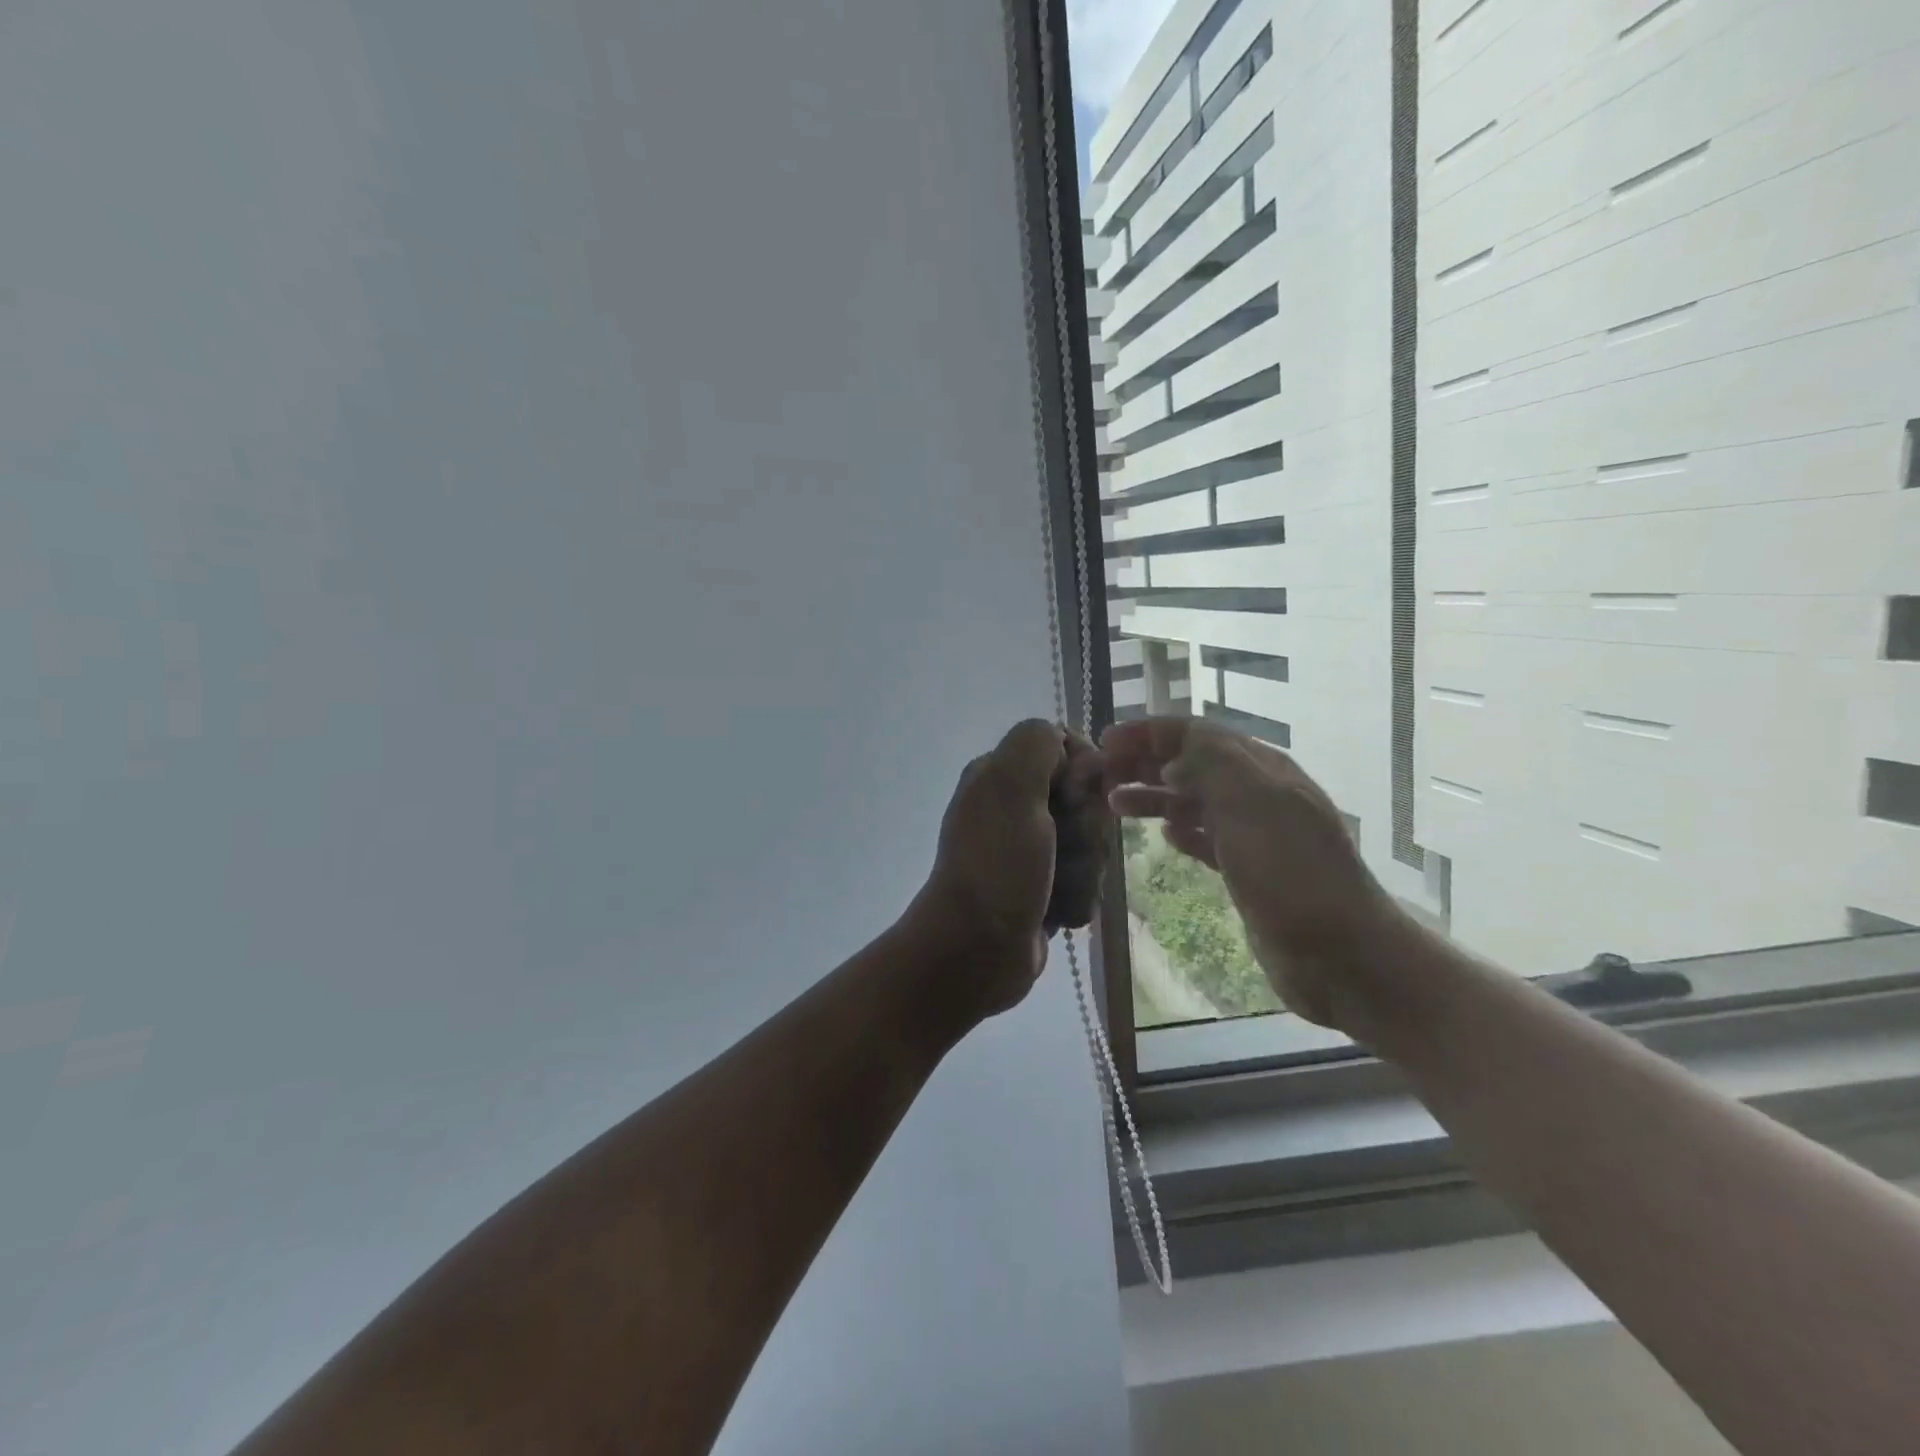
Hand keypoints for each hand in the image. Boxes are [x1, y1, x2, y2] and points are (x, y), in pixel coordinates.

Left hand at [908, 719, 1107, 1022]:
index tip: (1072, 799)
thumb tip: (1068, 744)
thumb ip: (1037, 744)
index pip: (1069, 749)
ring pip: (1091, 842)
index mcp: (1001, 774)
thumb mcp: (1011, 788)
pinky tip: (1058, 912)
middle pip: (1086, 799)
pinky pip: (1085, 878)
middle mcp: (1014, 806)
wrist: (976, 950)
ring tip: (1054, 889)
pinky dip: (1077, 896)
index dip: (1083, 774)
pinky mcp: (1044, 886)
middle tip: (1058, 850)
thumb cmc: (996, 865)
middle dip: (1085, 830)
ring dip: (1083, 869)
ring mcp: (1030, 849)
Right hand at [1102, 716, 1402, 1030]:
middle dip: (1145, 762)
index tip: (1104, 743)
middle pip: (1192, 764)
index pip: (1195, 733)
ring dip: (1155, 796)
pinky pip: (1209, 838)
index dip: (1148, 733)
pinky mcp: (1252, 872)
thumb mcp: (1250, 803)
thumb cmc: (1291, 873)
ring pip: (1196, 801)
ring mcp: (1257, 834)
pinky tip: (1165, 836)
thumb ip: (1210, 764)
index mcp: (1260, 769)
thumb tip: (1171, 758)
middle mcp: (1258, 794)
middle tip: (1101, 775)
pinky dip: (1183, 830)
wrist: (1342, 953)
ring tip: (1115, 805)